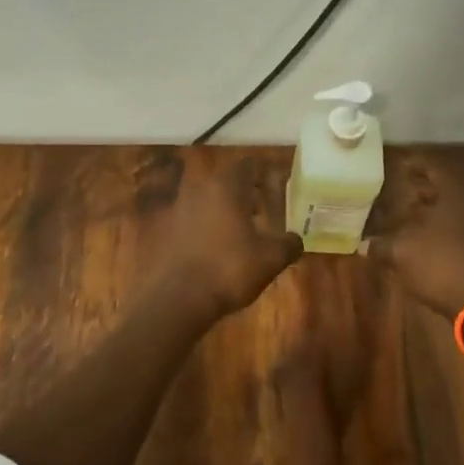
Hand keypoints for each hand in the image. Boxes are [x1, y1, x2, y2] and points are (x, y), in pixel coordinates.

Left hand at [153, 158, 302, 319]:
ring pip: (209, 200)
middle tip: (264, 212)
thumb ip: (289, 244)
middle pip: (227, 181)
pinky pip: (194, 220)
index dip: (265, 174)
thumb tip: (295, 240)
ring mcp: (179, 209)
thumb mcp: (270, 259)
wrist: (178, 299)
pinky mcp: (167, 231)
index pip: (248, 165)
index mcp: (226, 187)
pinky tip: (220, 250)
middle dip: (246, 193)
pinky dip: (209, 227)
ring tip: (244, 233)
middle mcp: (200, 190)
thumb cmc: (229, 270)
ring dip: (227, 210)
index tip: (278, 188)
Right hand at [365, 155, 463, 318]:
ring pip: (453, 210)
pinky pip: (459, 229)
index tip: (398, 165)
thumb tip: (364, 245)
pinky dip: (440, 229)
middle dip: (422, 189)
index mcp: (454, 193)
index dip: (414, 164)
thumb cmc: (441, 264)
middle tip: (399, 191)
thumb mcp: (401, 252)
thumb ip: (381, 244)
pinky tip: (422, 241)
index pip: (433, 167)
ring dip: (431, 211)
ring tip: (406, 217)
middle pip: (445, 188)